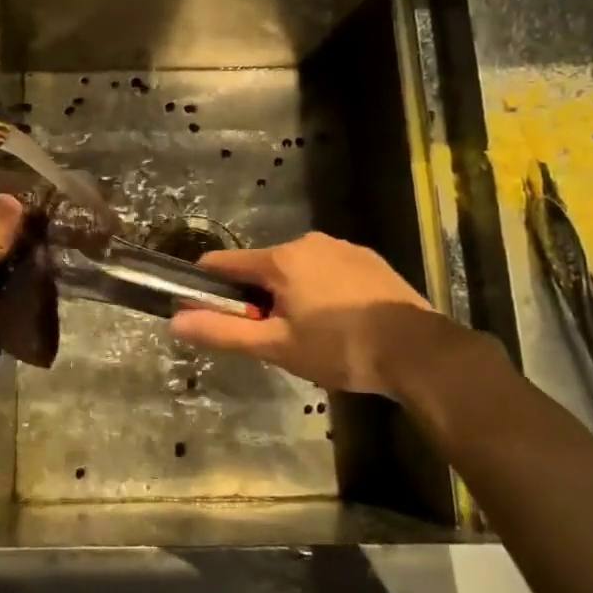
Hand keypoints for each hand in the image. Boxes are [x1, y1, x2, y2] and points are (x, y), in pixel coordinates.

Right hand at [169, 232, 479, 396]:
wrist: (417, 350)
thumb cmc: (339, 348)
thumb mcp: (276, 346)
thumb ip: (223, 332)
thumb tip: (175, 321)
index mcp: (280, 259)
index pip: (224, 263)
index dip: (208, 287)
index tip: (207, 312)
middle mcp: (308, 242)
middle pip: (263, 268)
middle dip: (258, 299)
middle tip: (273, 338)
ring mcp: (342, 247)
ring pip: (297, 270)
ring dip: (291, 295)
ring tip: (311, 337)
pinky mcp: (369, 260)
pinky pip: (328, 271)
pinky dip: (322, 291)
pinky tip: (340, 323)